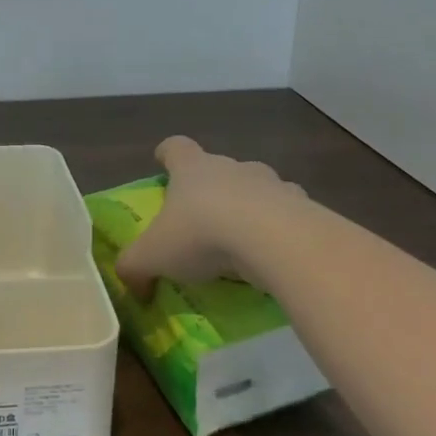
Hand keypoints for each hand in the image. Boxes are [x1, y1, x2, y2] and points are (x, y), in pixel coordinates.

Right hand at [115, 136, 306, 295]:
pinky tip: (276, 256)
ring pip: (258, 188)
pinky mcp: (305, 208)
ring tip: (244, 240)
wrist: (276, 241)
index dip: (167, 154)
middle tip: (203, 218)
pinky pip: (291, 215)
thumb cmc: (202, 235)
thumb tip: (130, 287)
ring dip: (251, 207)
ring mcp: (272, 184)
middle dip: (211, 188)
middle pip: (218, 167)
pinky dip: (283, 230)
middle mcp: (231, 167)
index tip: (163, 162)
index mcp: (191, 168)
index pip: (175, 147)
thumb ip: (133, 268)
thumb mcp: (152, 256)